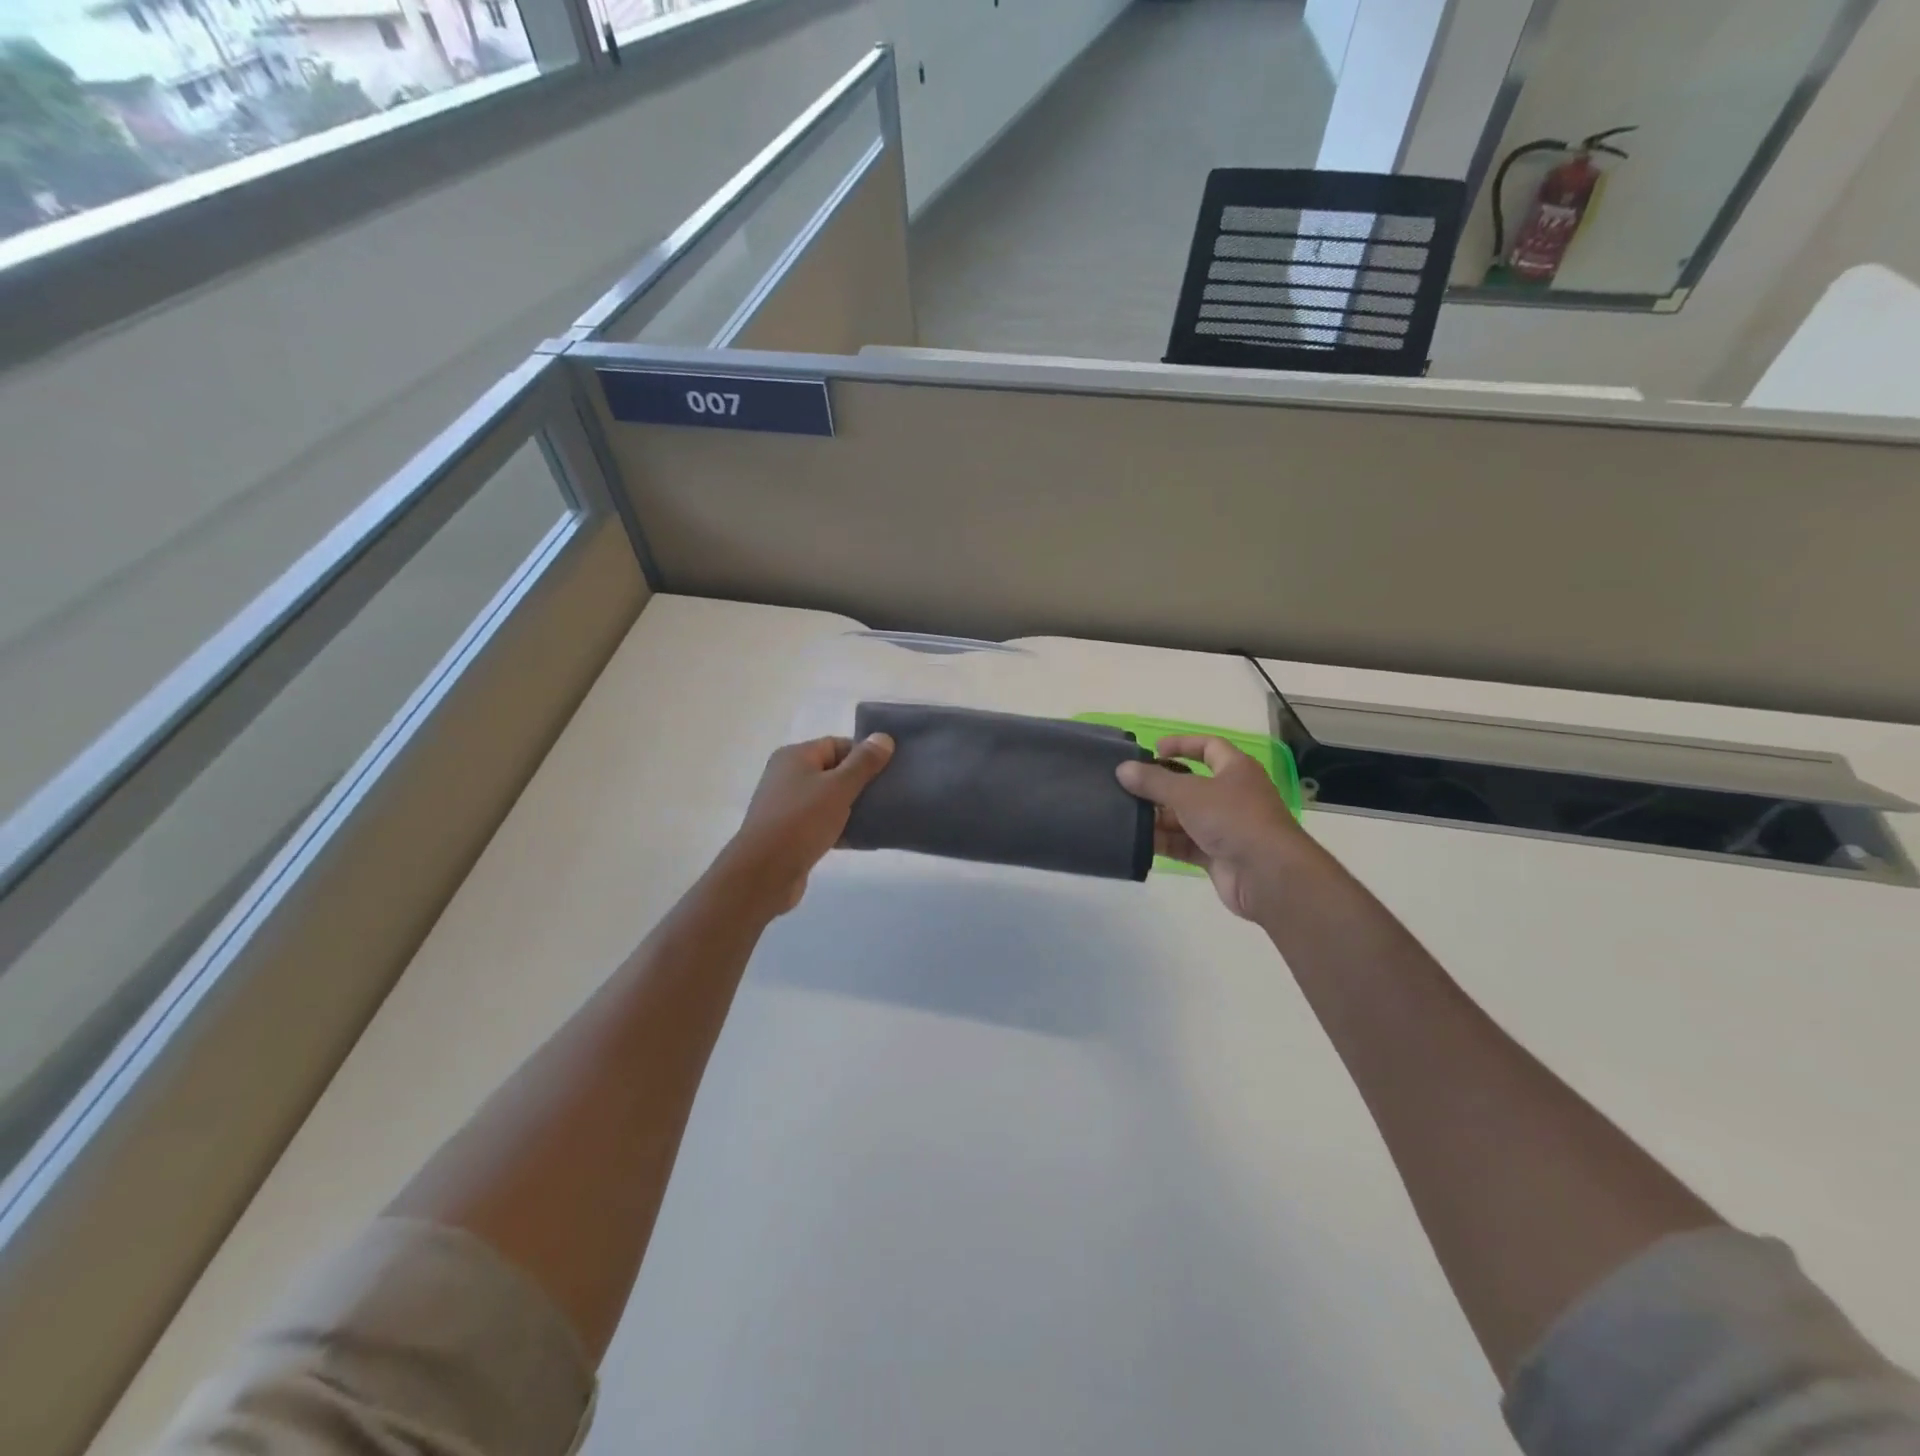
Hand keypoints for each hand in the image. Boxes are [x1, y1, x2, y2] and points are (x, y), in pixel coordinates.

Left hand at [720, 734, 894, 914]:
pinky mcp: (789, 833)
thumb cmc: (802, 821)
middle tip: (888, 794)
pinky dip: (840, 827)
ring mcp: (786, 806)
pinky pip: (821, 823)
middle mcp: (787, 776)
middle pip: (833, 771)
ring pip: (828, 799)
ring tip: (880, 816)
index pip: (837, 744)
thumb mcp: (839, 787)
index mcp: (795, 756)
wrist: (764, 873)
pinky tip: (862, 838)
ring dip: (852, 807)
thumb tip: (884, 737)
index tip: (889, 771)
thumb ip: (864, 763)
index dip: (864, 755)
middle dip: (861, 782)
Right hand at [1116, 735, 1306, 920]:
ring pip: (1185, 817)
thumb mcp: (1188, 793)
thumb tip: (1123, 769)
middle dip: (1160, 787)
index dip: (1182, 744)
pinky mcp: (1217, 856)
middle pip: (1190, 785)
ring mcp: (1226, 827)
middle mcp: (1232, 795)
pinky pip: (1185, 844)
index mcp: (1236, 770)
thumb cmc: (1232, 819)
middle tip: (1127, 788)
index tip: (1153, 749)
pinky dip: (1165, 842)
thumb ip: (1153, 781)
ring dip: (1158, 817)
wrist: (1268, 874)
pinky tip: (1138, 842)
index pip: (1209, 747)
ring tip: (1124, 816)